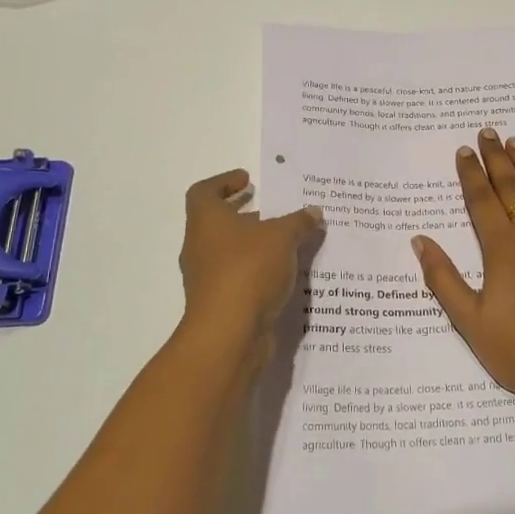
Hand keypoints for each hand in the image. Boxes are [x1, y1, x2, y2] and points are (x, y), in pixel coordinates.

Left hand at [179, 169, 323, 358]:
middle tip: (273, 210)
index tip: (247, 180)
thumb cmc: (248, 270)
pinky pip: (239, 278)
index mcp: (206, 221)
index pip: (204, 192)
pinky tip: (286, 273)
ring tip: (288, 242)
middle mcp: (200, 246)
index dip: (223, 182)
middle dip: (246, 215)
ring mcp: (207, 278)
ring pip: (230, 252)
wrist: (229, 333)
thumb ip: (299, 222)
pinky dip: (258, 271)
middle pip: (218, 223)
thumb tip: (314, 211)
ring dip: (255, 245)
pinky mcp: (219, 303)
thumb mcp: (282, 238)